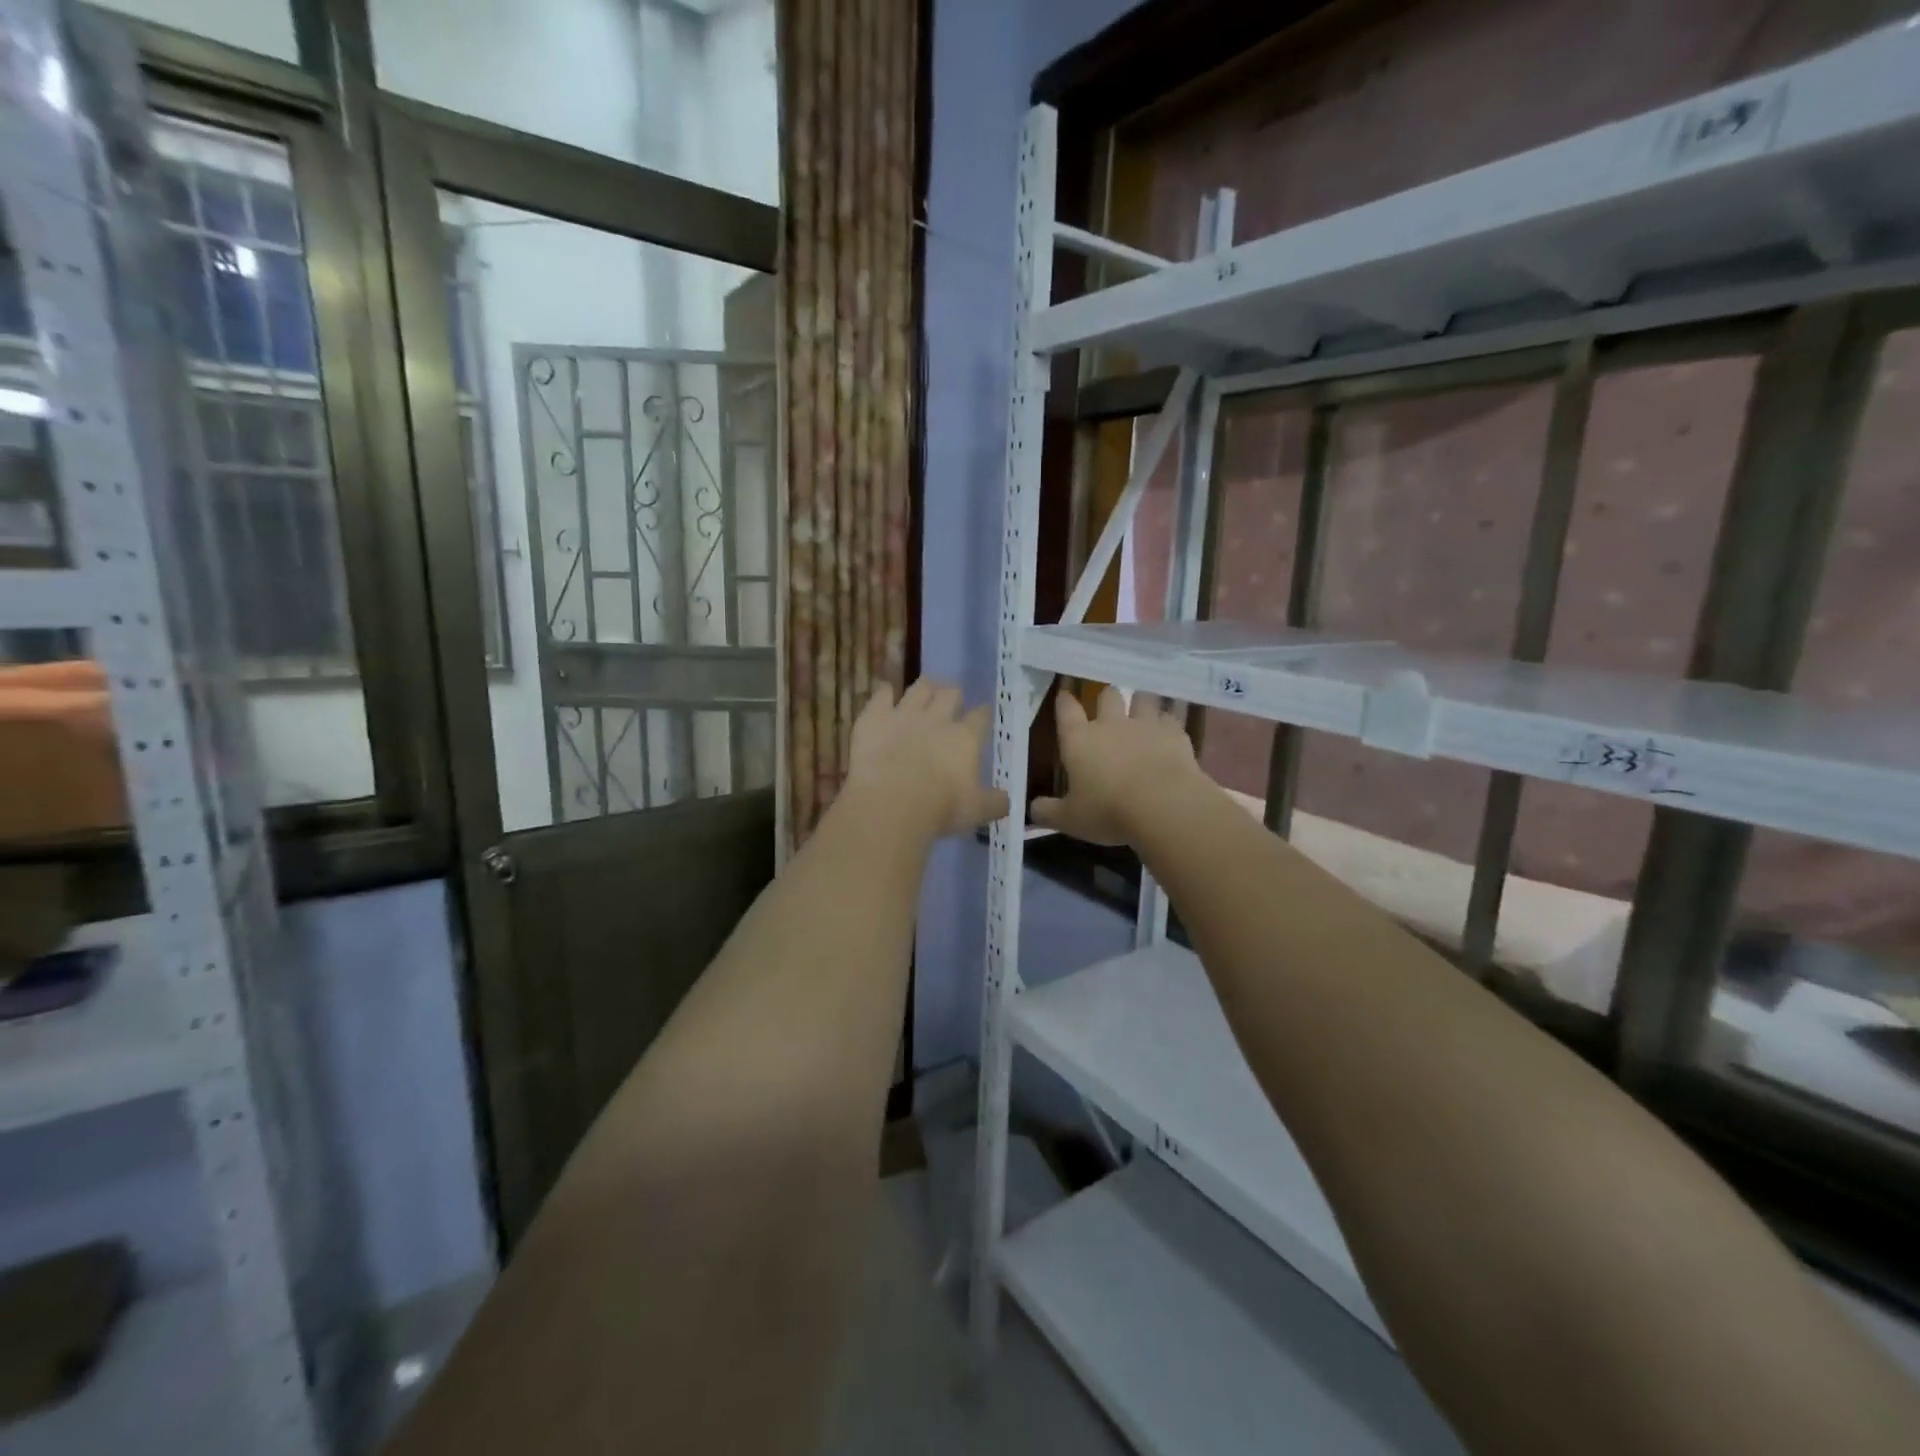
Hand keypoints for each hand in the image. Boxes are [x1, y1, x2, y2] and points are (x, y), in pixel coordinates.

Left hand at [844, 679, 1009, 837]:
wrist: (890, 803)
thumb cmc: (940, 809)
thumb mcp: (977, 811)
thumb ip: (995, 802)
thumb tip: (1007, 800)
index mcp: (966, 738)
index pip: (980, 717)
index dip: (983, 714)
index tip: (983, 714)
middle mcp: (938, 718)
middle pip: (951, 693)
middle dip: (953, 694)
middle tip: (952, 700)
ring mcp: (904, 713)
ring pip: (919, 688)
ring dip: (925, 687)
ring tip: (925, 689)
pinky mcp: (875, 716)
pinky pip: (882, 693)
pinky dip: (885, 692)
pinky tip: (886, 693)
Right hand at [1033, 686, 1207, 845]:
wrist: (1164, 806)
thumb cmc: (1109, 811)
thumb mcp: (1070, 820)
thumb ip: (1048, 811)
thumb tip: (1032, 809)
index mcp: (1080, 740)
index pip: (1067, 710)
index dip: (1064, 701)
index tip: (1064, 695)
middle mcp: (1111, 724)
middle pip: (1107, 695)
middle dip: (1107, 698)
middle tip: (1108, 707)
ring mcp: (1145, 725)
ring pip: (1142, 699)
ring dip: (1140, 703)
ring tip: (1142, 710)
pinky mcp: (1175, 733)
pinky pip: (1170, 717)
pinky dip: (1168, 721)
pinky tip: (1169, 730)